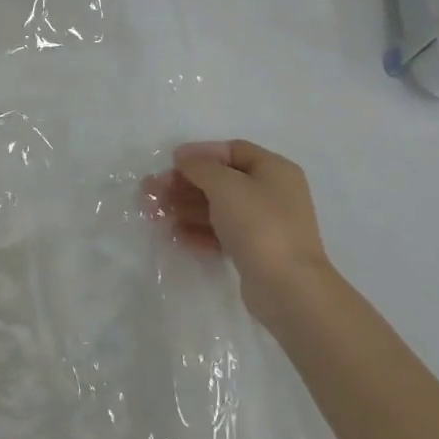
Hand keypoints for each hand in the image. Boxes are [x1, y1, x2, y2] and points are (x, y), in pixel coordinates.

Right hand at [143, 139, 330, 319]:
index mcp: (274, 170)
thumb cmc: (258, 224)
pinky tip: (175, 235)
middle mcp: (272, 193)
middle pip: (220, 180)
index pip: (232, 150)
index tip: (171, 163)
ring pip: (217, 208)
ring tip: (154, 215)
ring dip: (185, 208)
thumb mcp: (225, 185)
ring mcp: (264, 224)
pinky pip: (221, 233)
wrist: (287, 288)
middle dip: (184, 184)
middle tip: (151, 191)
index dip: (200, 153)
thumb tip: (184, 156)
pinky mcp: (255, 251)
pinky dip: (198, 231)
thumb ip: (200, 166)